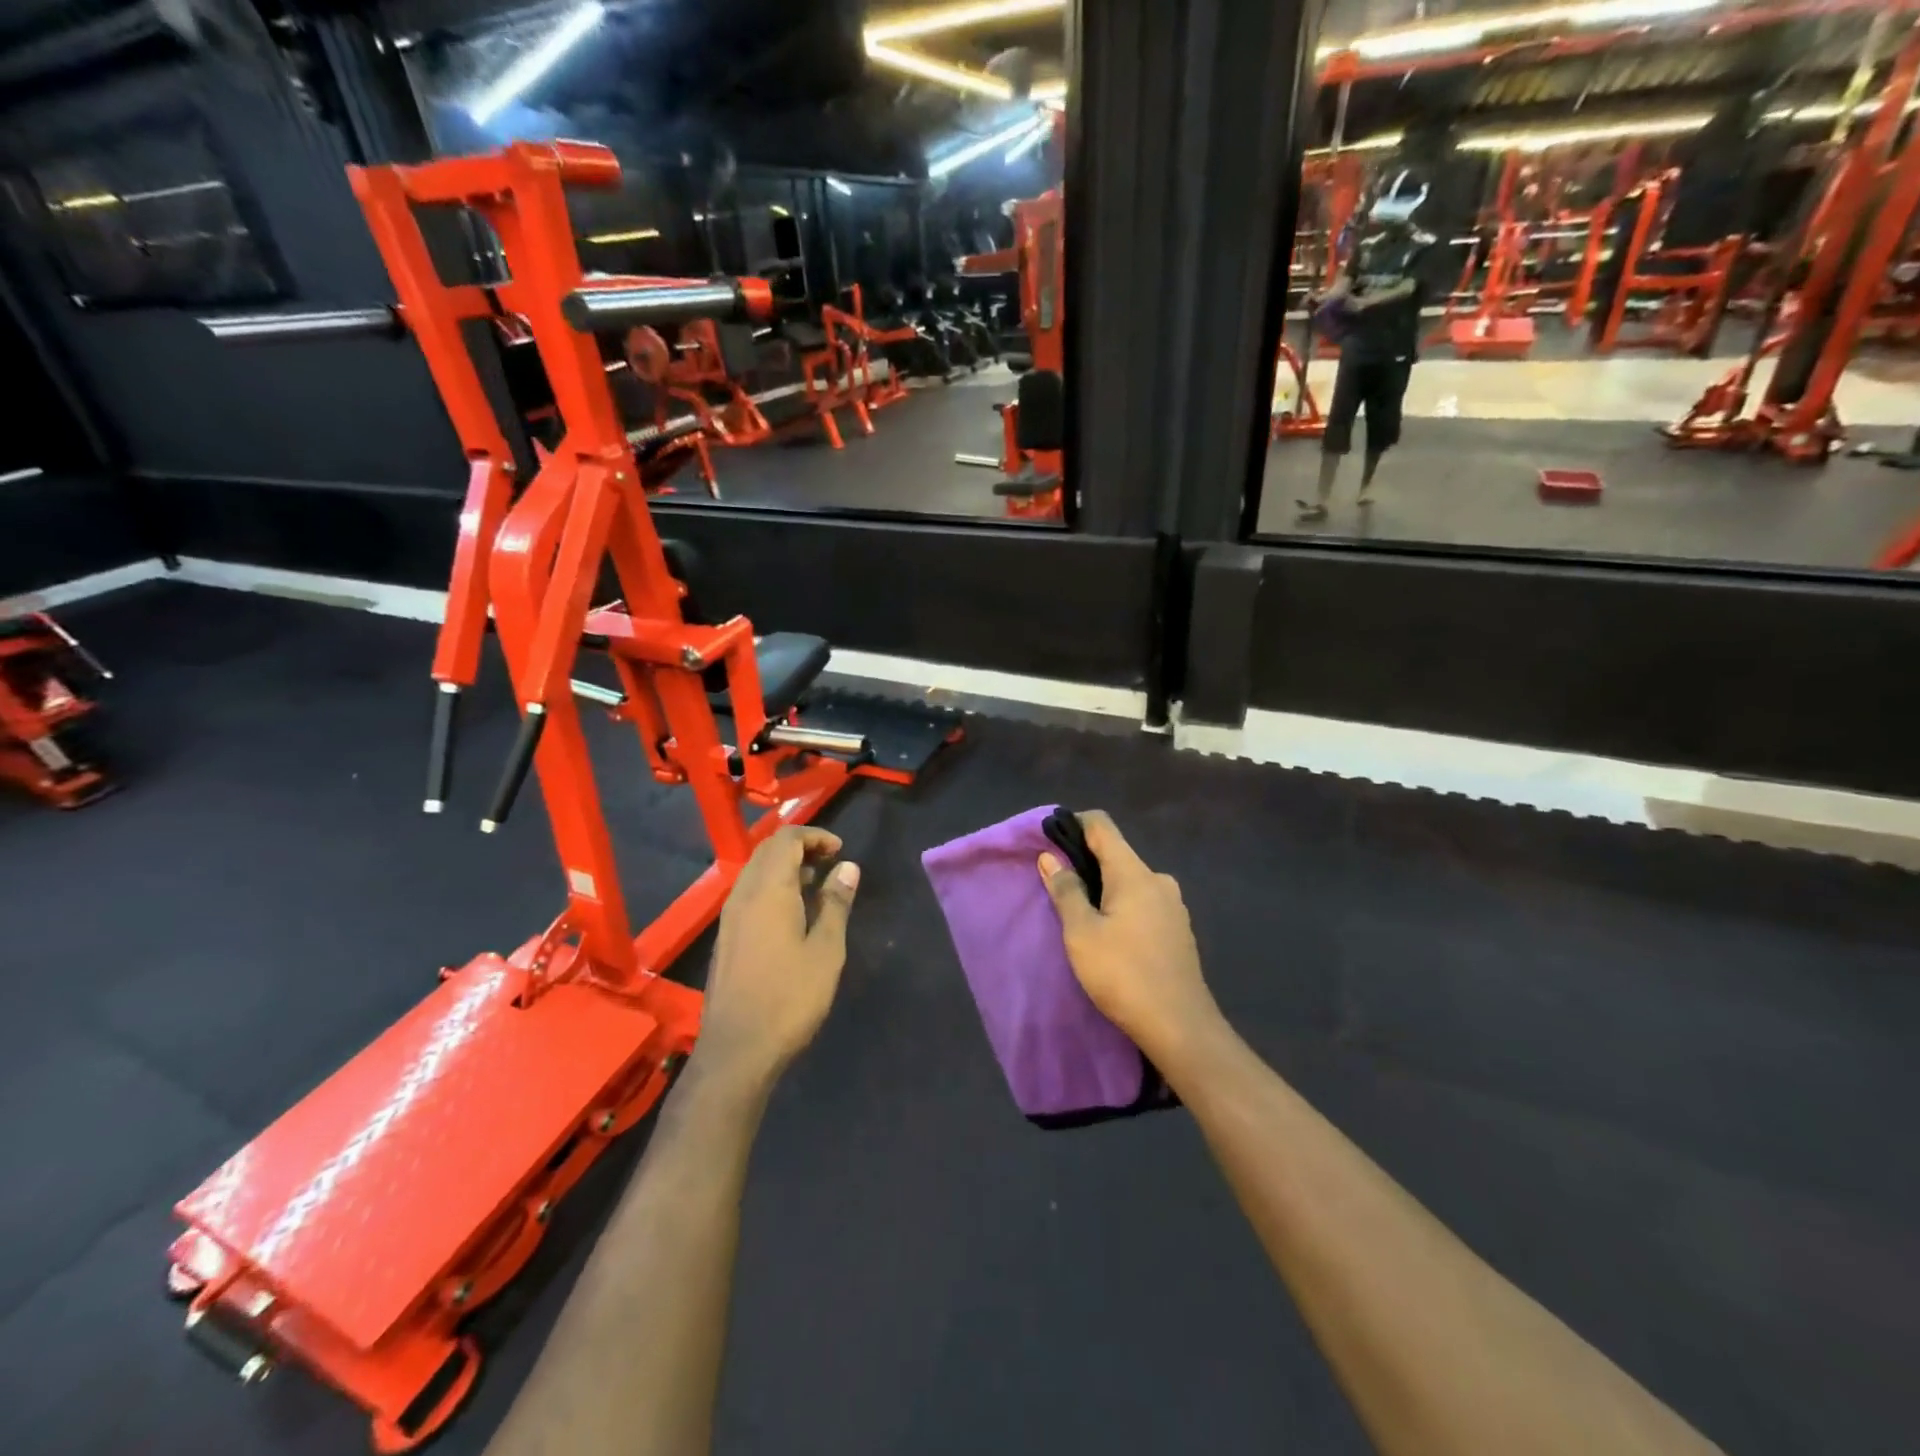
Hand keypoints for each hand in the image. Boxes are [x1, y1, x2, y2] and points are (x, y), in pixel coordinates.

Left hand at [696, 826, 860, 1087]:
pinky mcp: (726, 938)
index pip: (787, 840)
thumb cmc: (789, 997)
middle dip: (800, 846)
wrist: (737, 1050)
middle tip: (830, 861)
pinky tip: (792, 913)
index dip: (815, 836)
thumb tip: (847, 867)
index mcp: (769, 891)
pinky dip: (772, 887)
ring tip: (816, 884)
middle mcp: (743, 894)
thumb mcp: (826, 950)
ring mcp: (730, 917)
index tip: (840, 851)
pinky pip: (749, 893)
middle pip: (767, 850)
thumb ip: (836, 904)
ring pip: (755, 872)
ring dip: (785, 866)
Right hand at [1038, 811, 1219, 1056]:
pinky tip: (1111, 936)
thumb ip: (1066, 891)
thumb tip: (1050, 857)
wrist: (1181, 1027)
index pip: (1102, 825)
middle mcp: (1158, 880)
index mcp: (1134, 873)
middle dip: (1085, 862)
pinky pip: (1143, 903)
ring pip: (1130, 881)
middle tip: (1057, 886)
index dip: (1073, 823)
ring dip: (1104, 888)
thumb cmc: (1123, 974)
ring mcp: (1173, 905)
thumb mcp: (1081, 934)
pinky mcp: (1178, 930)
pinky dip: (1122, 906)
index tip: (1049, 841)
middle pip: (1116, 854)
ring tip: (1080, 915)